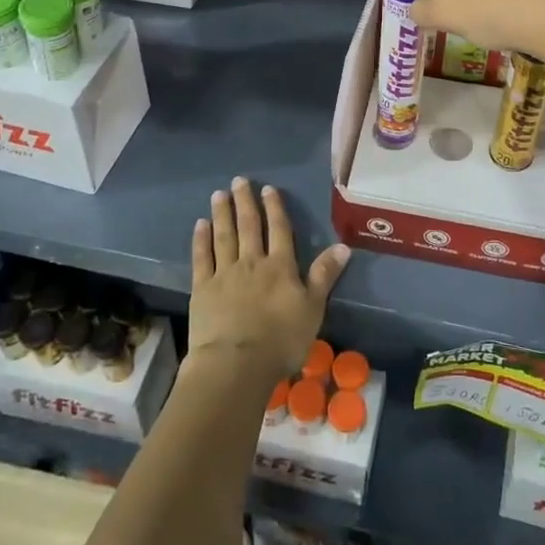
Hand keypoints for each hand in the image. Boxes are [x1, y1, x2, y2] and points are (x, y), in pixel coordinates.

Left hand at [189, 177, 349, 384]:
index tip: (268, 189)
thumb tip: (343, 245)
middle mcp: (252, 262)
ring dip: (222, 214)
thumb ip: (324, 275)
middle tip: (239, 180)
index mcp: (280, 266)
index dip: (274, 208)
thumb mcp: (313, 308)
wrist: (236, 364)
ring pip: (224, 236)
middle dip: (245, 202)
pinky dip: (201, 240)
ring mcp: (224, 273)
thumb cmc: (281, 340)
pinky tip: (200, 225)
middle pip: (249, 226)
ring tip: (219, 194)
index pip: (279, 230)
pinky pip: (202, 258)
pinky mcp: (202, 289)